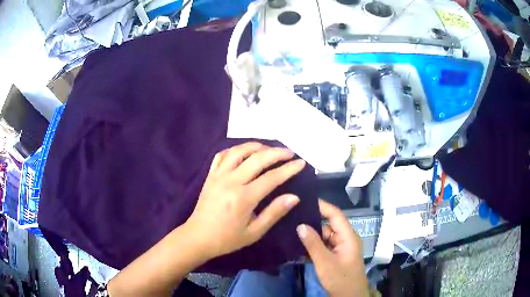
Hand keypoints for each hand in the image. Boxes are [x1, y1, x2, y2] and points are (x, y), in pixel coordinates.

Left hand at [185, 142, 305, 258]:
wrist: (198, 237)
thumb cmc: (227, 238)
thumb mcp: (254, 232)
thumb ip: (274, 213)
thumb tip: (294, 197)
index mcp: (243, 198)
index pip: (272, 178)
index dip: (289, 169)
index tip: (302, 163)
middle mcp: (231, 181)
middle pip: (257, 159)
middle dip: (277, 152)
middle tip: (290, 152)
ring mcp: (218, 176)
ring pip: (239, 151)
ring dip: (256, 146)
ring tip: (270, 148)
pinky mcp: (210, 175)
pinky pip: (221, 155)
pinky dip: (235, 150)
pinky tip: (244, 152)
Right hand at [297, 200, 368, 296]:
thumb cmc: (340, 279)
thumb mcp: (325, 262)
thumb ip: (313, 244)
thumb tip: (300, 225)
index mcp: (348, 236)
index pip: (335, 215)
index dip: (322, 206)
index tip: (305, 200)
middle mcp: (345, 239)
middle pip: (328, 225)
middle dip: (312, 221)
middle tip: (292, 217)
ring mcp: (340, 248)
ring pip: (324, 237)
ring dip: (311, 235)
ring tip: (291, 229)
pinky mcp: (335, 257)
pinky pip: (323, 246)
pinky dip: (312, 245)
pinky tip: (298, 244)